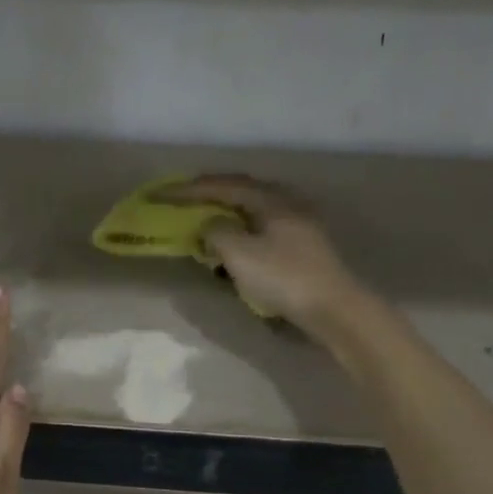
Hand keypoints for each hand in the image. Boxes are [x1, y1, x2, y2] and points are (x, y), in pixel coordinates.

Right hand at [158, 174, 364, 335]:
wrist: (333, 308)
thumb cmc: (284, 277)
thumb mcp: (240, 254)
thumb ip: (216, 233)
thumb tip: (209, 226)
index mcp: (270, 199)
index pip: (221, 185)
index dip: (187, 190)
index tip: (159, 195)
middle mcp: (285, 202)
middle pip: (239, 192)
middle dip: (207, 196)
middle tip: (180, 201)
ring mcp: (296, 224)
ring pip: (251, 210)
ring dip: (223, 215)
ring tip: (202, 222)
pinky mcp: (301, 246)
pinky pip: (260, 229)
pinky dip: (239, 233)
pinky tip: (231, 246)